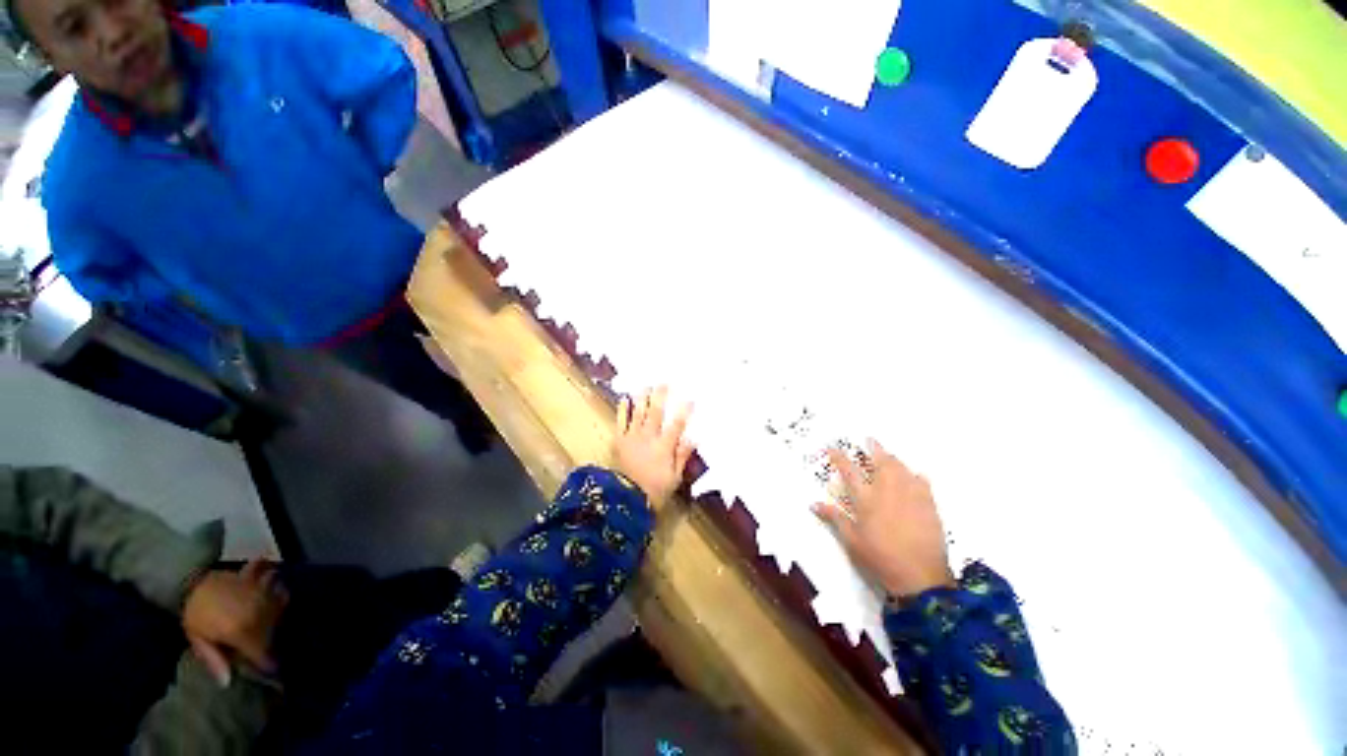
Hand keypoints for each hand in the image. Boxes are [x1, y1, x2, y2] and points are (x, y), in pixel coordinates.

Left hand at [183, 559, 288, 684]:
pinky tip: (276, 593)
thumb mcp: (197, 638)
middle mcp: (257, 612)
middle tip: (269, 649)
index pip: (263, 653)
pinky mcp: (263, 581)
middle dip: (273, 642)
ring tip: (271, 624)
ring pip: (280, 608)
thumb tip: (228, 683)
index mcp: (241, 630)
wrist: (190, 580)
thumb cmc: (194, 614)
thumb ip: (213, 659)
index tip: (272, 672)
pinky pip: (279, 585)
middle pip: (274, 632)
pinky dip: (279, 589)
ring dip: (277, 617)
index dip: (268, 665)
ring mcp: (262, 593)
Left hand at [613, 386, 695, 506]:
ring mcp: (632, 437)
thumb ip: (682, 456)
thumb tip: (692, 437)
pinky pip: (621, 422)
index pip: (676, 425)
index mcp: (664, 447)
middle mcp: (648, 437)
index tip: (690, 399)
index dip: (684, 411)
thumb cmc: (655, 489)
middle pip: (656, 413)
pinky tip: (624, 398)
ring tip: (645, 385)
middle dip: (661, 396)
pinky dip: (622, 409)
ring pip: (638, 413)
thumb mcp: (675, 477)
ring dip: (642, 398)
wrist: (626, 499)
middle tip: (664, 383)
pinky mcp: (619, 440)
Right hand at [813, 440, 953, 597]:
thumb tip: (813, 503)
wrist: (921, 578)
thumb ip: (834, 518)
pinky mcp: (929, 506)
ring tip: (889, 455)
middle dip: (874, 449)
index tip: (833, 447)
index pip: (849, 471)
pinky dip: (917, 476)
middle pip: (881, 463)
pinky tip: (916, 475)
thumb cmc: (879, 558)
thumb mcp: (851, 540)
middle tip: (870, 439)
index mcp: (866, 499)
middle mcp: (888, 492)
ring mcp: (911, 497)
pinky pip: (923, 484)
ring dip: (894, 459)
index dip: (840, 457)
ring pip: (902, 469)